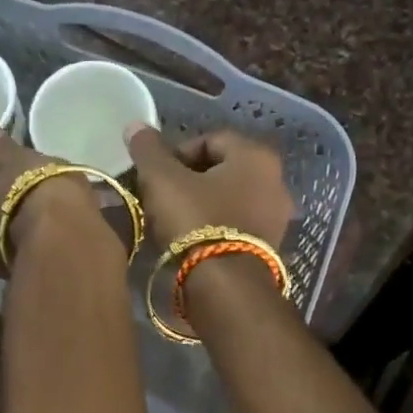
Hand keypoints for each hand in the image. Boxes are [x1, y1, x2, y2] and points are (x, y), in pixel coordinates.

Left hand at [0, 124, 101, 278]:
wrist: (68, 241)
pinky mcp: (27, 275)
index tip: (2, 166)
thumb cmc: (35, 193)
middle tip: (23, 186)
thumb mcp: (18, 161)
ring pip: (4, 237)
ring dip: (18, 224)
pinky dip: (36, 239)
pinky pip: (27, 251)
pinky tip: (56, 227)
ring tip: (44, 207)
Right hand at [124, 124, 293, 251]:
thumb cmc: (196, 222)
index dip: (175, 154)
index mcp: (256, 155)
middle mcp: (275, 180)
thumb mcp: (163, 181)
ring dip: (200, 205)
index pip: (209, 139)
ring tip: (172, 223)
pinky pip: (237, 225)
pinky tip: (193, 242)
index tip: (154, 177)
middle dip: (187, 181)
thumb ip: (149, 150)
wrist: (226, 287)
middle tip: (160, 199)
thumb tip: (135, 125)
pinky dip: (215, 227)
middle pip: (221, 170)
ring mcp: (277, 216)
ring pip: (229, 199)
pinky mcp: (270, 247)